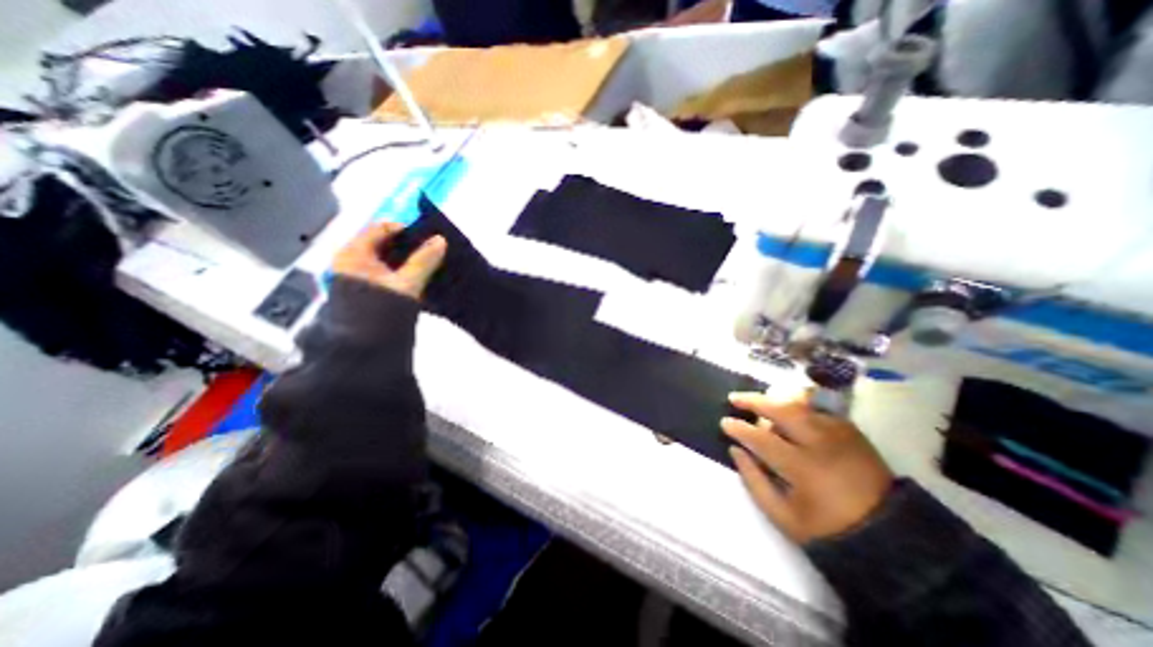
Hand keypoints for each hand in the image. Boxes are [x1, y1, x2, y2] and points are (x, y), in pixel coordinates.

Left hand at [335, 221, 444, 300]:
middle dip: (409, 246)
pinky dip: (401, 272)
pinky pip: (385, 273)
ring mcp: (356, 277)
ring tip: (428, 264)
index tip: (428, 238)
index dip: (406, 230)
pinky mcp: (364, 291)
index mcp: (354, 253)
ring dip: (407, 260)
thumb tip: (440, 240)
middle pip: (383, 243)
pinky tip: (417, 278)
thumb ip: (424, 260)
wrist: (366, 347)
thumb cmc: (382, 309)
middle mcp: (350, 260)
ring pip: (386, 259)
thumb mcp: (408, 283)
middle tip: (431, 251)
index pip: (381, 228)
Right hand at [723, 389, 895, 544]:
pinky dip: (798, 407)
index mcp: (802, 468)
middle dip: (753, 401)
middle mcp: (820, 443)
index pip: (761, 438)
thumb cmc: (827, 529)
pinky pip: (818, 410)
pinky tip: (789, 413)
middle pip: (782, 410)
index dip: (739, 428)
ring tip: (760, 403)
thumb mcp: (782, 515)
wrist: (888, 536)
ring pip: (800, 405)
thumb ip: (753, 480)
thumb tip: (735, 450)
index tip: (724, 423)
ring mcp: (839, 435)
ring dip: (775, 401)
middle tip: (734, 399)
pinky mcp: (852, 432)